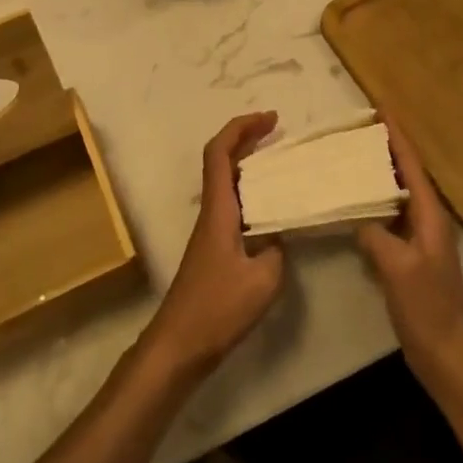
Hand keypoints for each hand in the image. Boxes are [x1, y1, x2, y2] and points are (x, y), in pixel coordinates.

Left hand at [143, 112, 284, 376]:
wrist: (180, 343)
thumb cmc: (217, 308)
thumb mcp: (263, 280)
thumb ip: (277, 249)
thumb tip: (281, 233)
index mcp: (218, 209)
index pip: (220, 152)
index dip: (241, 128)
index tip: (270, 119)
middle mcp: (211, 211)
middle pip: (222, 160)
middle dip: (247, 137)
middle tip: (277, 130)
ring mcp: (211, 229)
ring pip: (227, 181)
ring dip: (250, 163)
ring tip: (281, 161)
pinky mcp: (214, 247)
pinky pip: (233, 203)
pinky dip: (252, 192)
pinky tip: (272, 207)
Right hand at [356, 123, 462, 394]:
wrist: (447, 357)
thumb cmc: (427, 309)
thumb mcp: (398, 268)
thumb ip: (376, 235)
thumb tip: (358, 216)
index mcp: (430, 216)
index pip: (411, 165)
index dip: (397, 136)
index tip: (380, 107)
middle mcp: (428, 220)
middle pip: (405, 173)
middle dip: (386, 147)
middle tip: (358, 126)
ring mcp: (419, 238)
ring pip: (396, 193)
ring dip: (378, 171)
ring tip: (352, 153)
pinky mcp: (409, 255)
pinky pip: (389, 215)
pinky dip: (373, 200)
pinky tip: (354, 200)